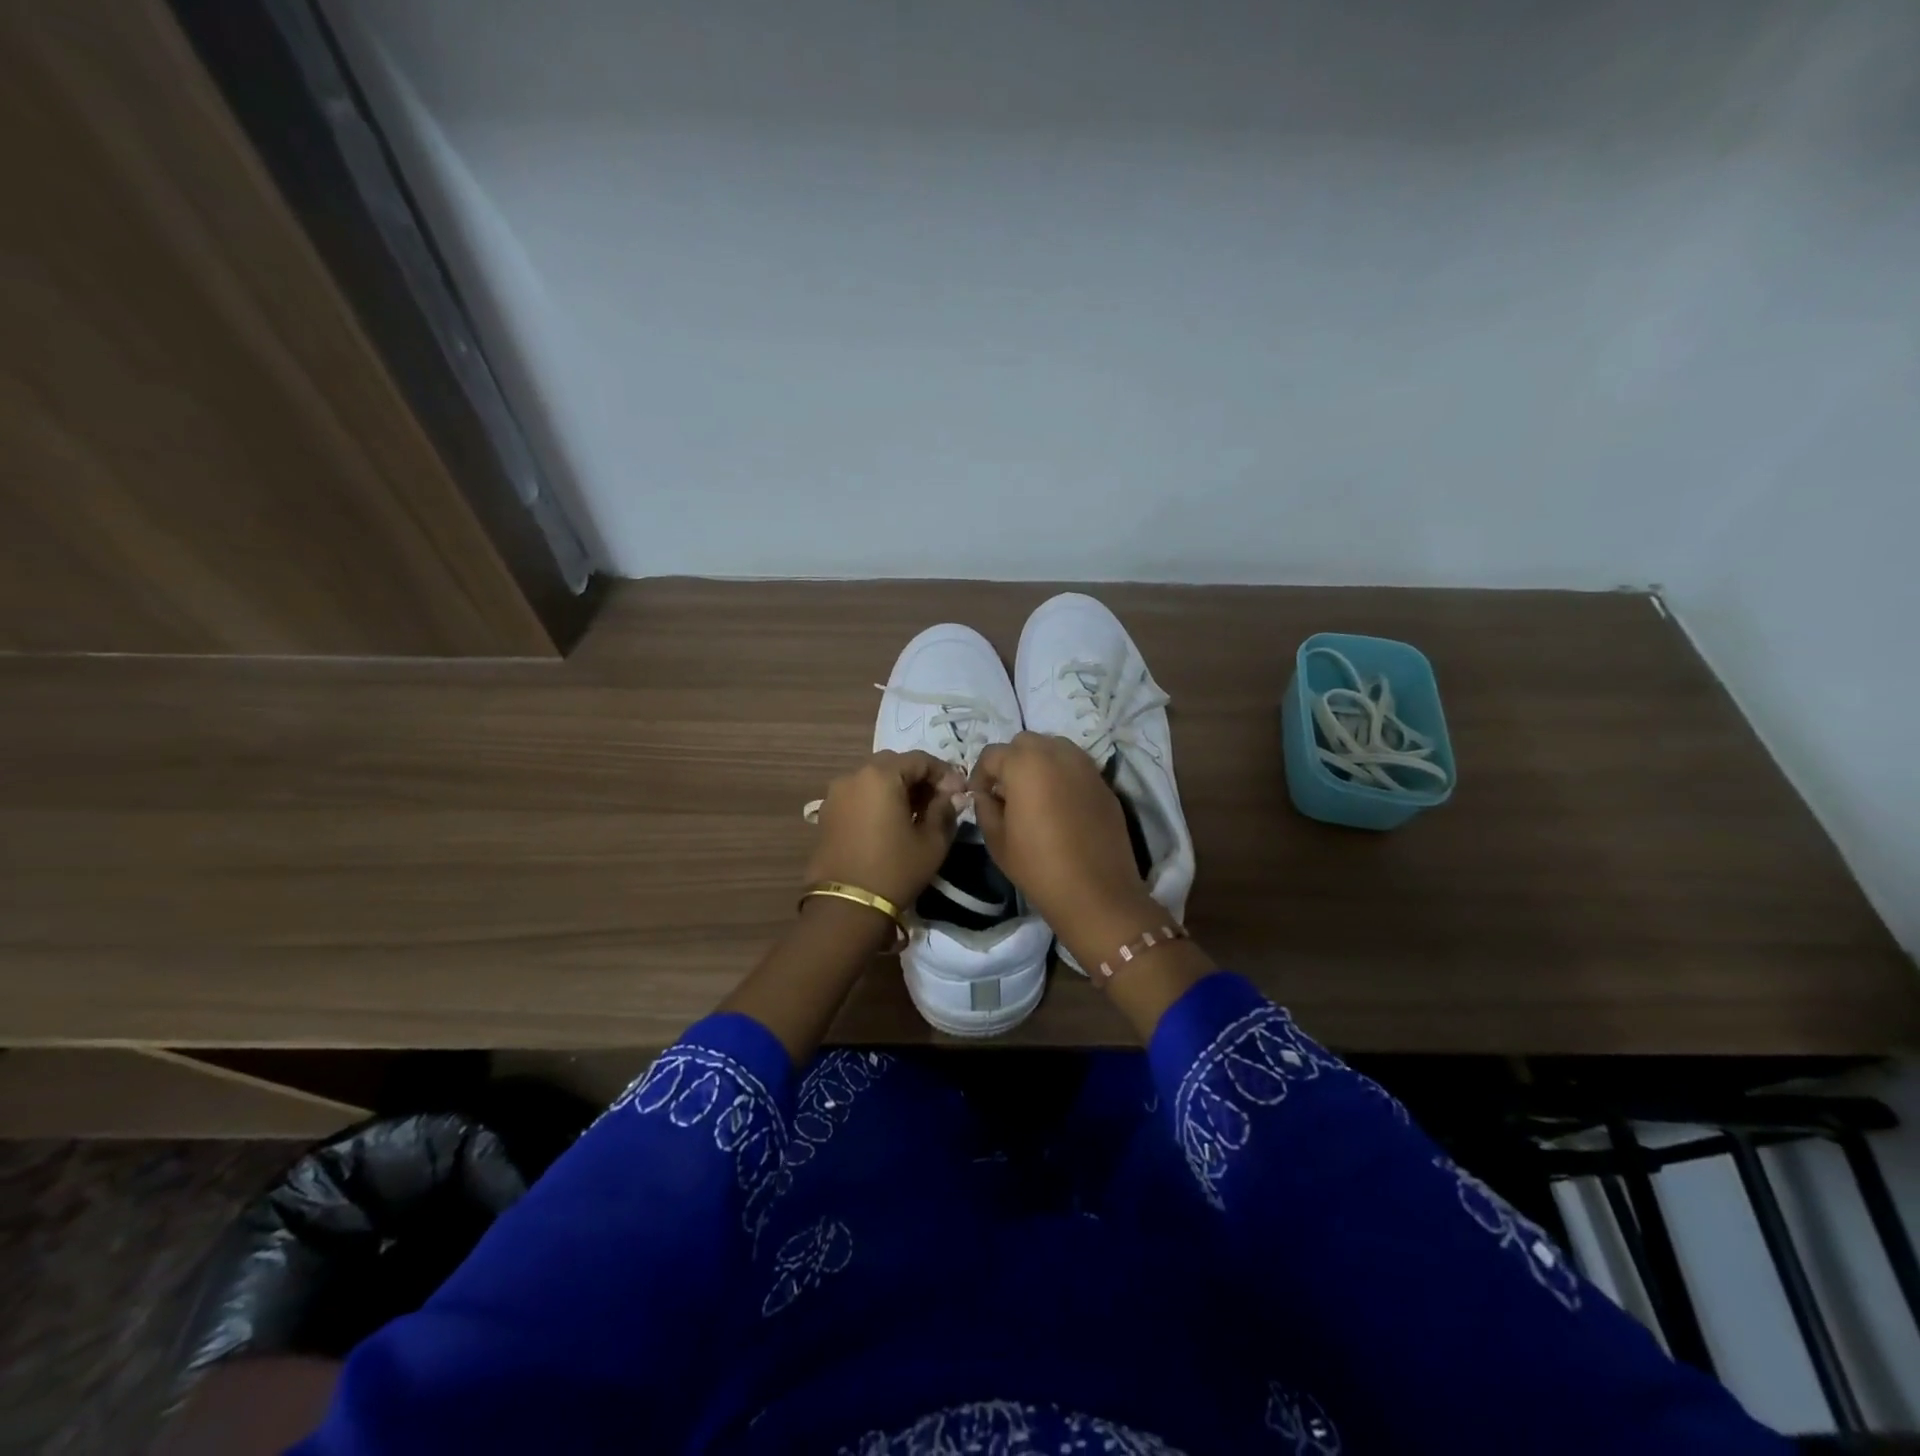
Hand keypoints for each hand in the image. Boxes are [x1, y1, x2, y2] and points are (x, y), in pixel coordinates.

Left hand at [805, 750, 967, 908]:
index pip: (920, 760)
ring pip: (874, 778)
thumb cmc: (895, 869)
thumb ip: (945, 809)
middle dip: (919, 778)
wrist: (846, 905)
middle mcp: (854, 775)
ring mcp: (836, 793)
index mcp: (881, 775)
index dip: (944, 773)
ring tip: (916, 813)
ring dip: (897, 788)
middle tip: (938, 800)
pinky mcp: (828, 812)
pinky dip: (878, 799)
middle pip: (894, 764)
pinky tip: (891, 822)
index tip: (959, 792)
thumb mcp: (932, 841)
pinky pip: (859, 794)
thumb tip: (952, 794)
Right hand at [968, 733, 1162, 953]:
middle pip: (1024, 743)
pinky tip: (1060, 806)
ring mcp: (1085, 766)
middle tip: (1006, 793)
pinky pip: (1076, 766)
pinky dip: (1062, 775)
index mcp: (1025, 764)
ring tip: (1034, 795)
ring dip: (1038, 763)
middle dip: (1010, 762)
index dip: (980, 775)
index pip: (992, 754)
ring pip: (1054, 748)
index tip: (980, 798)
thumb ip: (985, 808)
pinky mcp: (1104, 782)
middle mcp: (1057, 753)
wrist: (1097, 892)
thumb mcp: (997, 840)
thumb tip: (987, 794)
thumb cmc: (1039, 867)